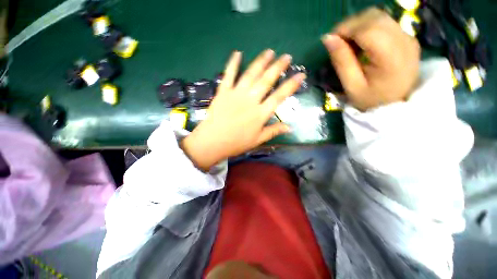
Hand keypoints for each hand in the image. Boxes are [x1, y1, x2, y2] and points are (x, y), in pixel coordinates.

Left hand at [181, 50, 305, 170]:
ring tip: (269, 52)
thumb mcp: (258, 140)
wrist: (213, 142)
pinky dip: (233, 63)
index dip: (291, 85)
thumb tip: (290, 127)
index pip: (279, 96)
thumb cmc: (237, 143)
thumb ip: (274, 131)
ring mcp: (236, 94)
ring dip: (260, 62)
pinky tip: (238, 53)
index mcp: (260, 113)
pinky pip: (228, 75)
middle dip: (278, 67)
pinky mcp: (223, 92)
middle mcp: (251, 100)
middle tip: (286, 56)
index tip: (300, 75)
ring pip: (251, 74)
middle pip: (266, 80)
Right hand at [322, 7, 420, 110]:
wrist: (396, 107)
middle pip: (374, 17)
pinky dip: (368, 27)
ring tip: (348, 42)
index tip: (330, 41)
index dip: (345, 29)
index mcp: (391, 57)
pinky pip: (384, 22)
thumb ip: (341, 61)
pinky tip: (361, 43)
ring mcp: (408, 37)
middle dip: (350, 25)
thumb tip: (328, 39)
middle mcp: (404, 41)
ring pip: (379, 16)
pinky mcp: (407, 37)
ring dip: (358, 25)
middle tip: (337, 42)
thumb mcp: (351, 86)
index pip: (367, 29)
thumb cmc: (370, 101)